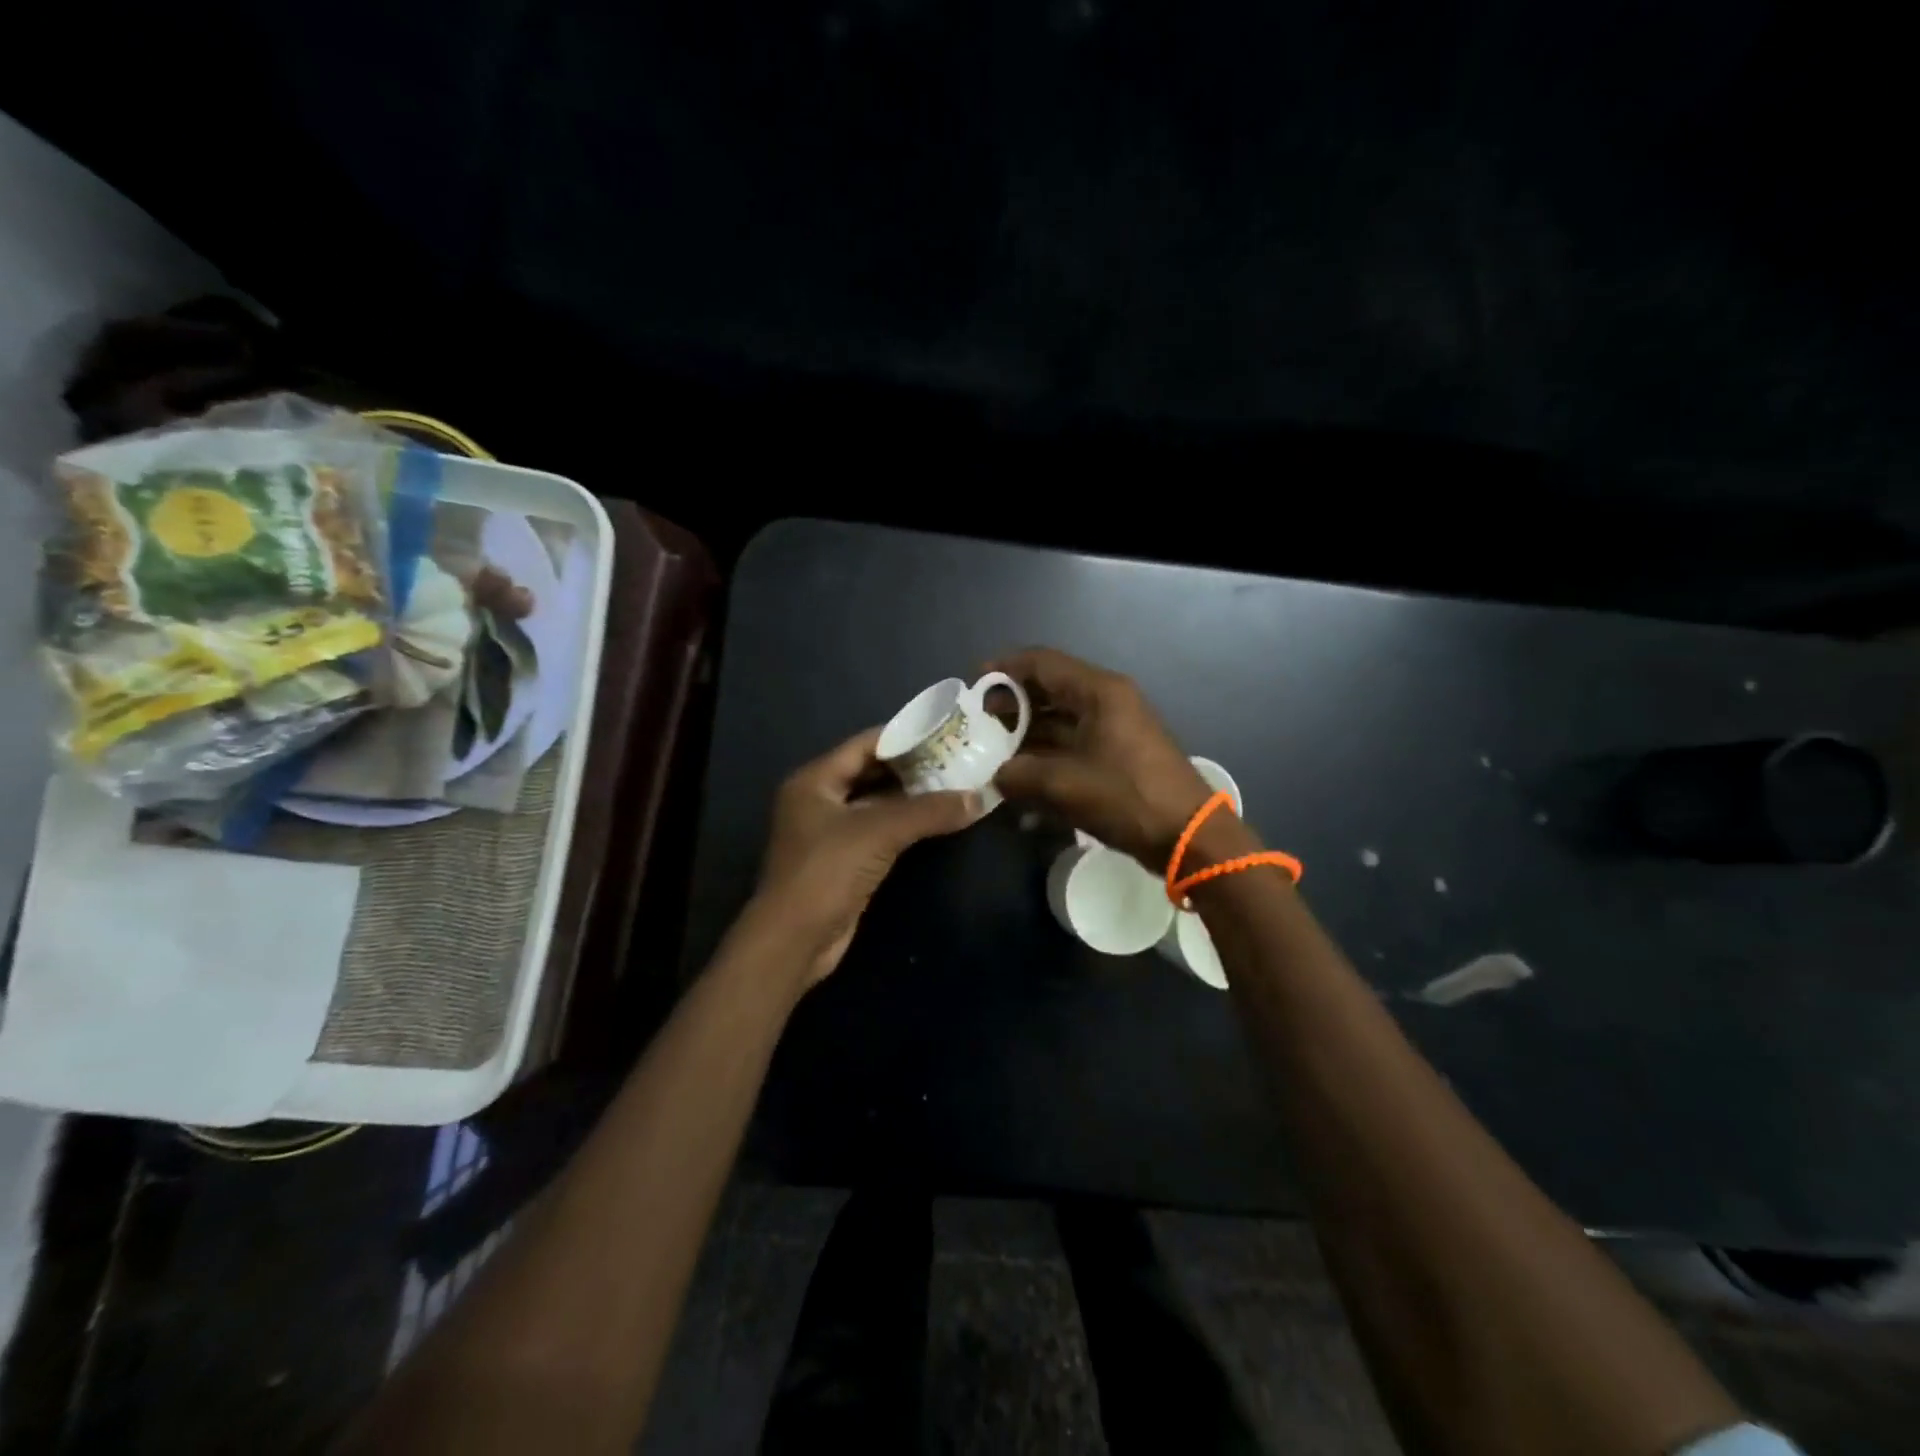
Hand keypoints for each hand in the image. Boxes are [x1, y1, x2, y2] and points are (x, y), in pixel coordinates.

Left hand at [743, 726, 982, 991]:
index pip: (864, 744)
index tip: (944, 733)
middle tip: (956, 759)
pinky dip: (905, 824)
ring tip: (955, 784)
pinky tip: (936, 820)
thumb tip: (979, 798)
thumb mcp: (879, 832)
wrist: (795, 940)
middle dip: (912, 767)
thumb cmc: (827, 871)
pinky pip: (879, 831)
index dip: (903, 737)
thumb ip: (929, 811)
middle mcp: (819, 799)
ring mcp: (830, 832)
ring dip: (911, 797)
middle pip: (871, 772)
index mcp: (815, 780)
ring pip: (877, 803)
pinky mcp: (844, 861)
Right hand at [989, 647, 1216, 870]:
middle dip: (1013, 704)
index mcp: (1099, 692)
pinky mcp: (1118, 755)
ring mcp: (1115, 729)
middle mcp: (1107, 701)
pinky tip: (1022, 779)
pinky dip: (1047, 756)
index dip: (1005, 668)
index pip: (1043, 663)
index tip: (974, 683)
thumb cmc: (1127, 798)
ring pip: (1060, 720)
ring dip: (1027, 734)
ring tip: (993, 751)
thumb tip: (996, 775)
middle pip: (1050, 690)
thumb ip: (1019, 775)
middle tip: (980, 722)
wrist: (1188, 837)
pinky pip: (1073, 745)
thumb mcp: (1064, 785)